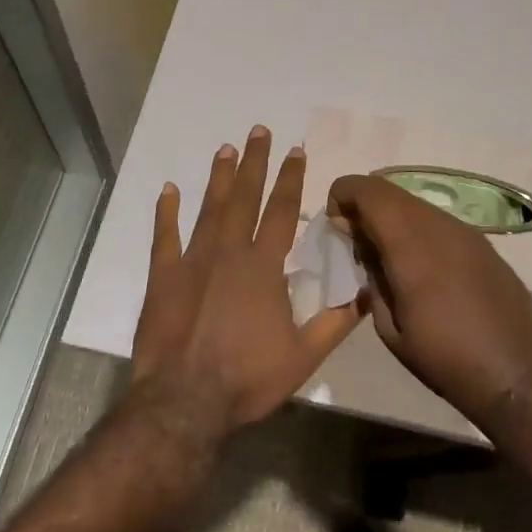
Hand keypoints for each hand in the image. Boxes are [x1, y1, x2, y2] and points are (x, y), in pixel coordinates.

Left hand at [132, 129, 362, 437]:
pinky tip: (168, 189)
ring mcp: (192, 260)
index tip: (296, 150)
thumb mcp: (304, 357)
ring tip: (225, 149)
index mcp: (263, 267)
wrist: (184, 400)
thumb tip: (368, 293)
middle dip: (254, 162)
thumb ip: (336, 322)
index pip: (281, 211)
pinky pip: (165, 236)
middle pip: (244, 197)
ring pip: (208, 208)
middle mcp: (229, 252)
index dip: (290, 179)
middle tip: (258, 130)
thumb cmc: (247, 378)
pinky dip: (166, 212)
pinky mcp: (163, 276)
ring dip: (219, 178)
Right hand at [327, 173, 531, 433]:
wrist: (520, 377)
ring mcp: (466, 232)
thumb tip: (364, 250)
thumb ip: (372, 278)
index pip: (366, 190)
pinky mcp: (484, 244)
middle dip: (364, 206)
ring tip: (387, 257)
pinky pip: (438, 221)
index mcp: (409, 244)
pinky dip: (417, 229)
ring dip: (392, 218)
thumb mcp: (390, 328)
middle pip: (389, 191)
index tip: (336, 227)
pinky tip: (421, 267)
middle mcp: (438, 225)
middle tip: (355, 242)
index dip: (342, 196)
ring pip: (415, 204)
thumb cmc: (446, 360)